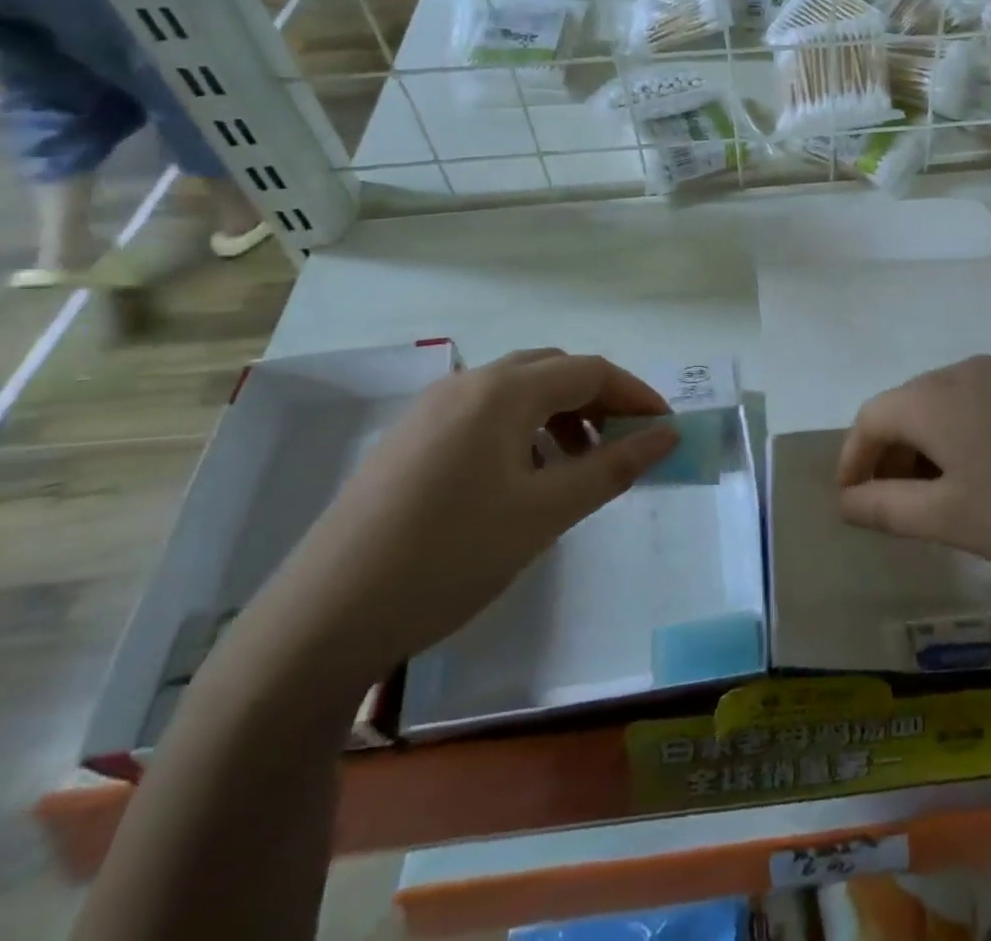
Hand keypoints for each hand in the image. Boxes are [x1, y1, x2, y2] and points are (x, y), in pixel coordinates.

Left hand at [275, 349, 676, 678]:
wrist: (324, 619)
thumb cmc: (450, 557)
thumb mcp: (545, 513)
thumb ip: (613, 467)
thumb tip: (667, 435)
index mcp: (503, 391)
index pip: (590, 371)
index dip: (636, 394)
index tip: (667, 428)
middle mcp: (467, 384)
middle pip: (553, 371)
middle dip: (599, 399)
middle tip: (625, 444)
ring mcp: (431, 409)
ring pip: (516, 391)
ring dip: (560, 415)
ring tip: (577, 465)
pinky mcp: (409, 440)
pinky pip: (483, 414)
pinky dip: (521, 430)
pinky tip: (521, 479)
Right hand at [835, 356, 990, 595]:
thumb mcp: (950, 518)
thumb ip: (887, 507)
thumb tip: (845, 500)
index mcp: (933, 395)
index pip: (870, 418)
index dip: (852, 460)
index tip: (850, 503)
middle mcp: (964, 372)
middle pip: (906, 408)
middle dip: (890, 457)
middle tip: (891, 509)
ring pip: (945, 409)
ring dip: (926, 451)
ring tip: (937, 502)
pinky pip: (980, 410)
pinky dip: (963, 442)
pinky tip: (985, 482)